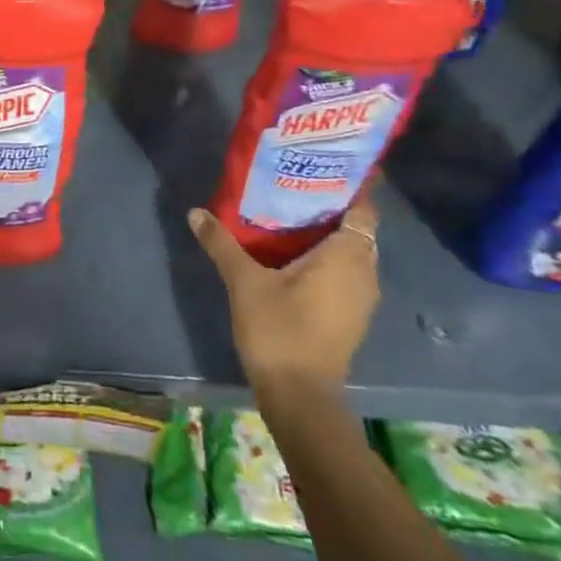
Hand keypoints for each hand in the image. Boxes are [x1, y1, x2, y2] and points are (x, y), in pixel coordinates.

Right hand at [187, 186, 380, 391]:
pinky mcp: (350, 315)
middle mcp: (364, 272)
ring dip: (327, 234)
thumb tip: (196, 212)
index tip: (325, 166)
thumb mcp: (244, 282)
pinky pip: (344, 272)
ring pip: (351, 252)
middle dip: (332, 207)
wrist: (300, 395)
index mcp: (347, 256)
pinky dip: (326, 258)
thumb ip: (222, 244)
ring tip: (289, 214)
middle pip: (356, 228)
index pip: (364, 208)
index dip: (351, 185)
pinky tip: (292, 255)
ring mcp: (361, 297)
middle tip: (295, 185)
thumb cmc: (279, 329)